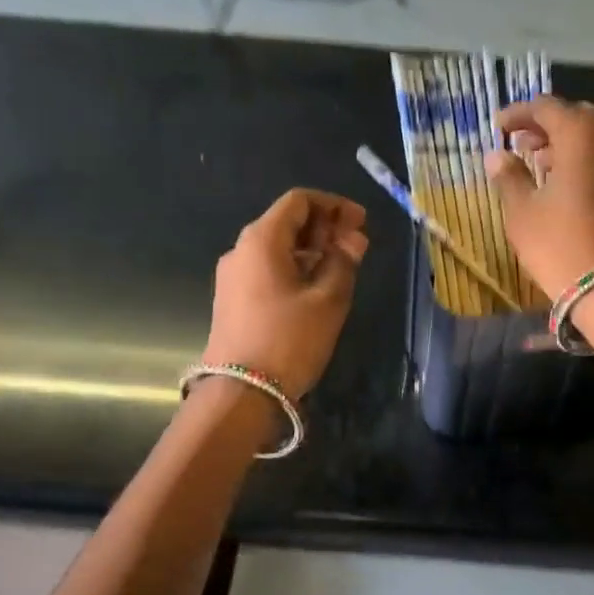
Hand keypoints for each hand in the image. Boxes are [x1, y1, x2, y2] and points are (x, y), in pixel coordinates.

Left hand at [202, 188, 367, 398]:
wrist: (241, 393)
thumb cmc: (289, 340)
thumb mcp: (328, 301)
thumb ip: (343, 262)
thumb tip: (353, 239)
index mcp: (262, 239)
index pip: (299, 201)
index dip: (333, 206)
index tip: (360, 222)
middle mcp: (241, 250)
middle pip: (286, 223)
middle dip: (323, 228)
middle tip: (356, 245)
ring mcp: (232, 277)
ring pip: (276, 249)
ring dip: (310, 251)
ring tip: (341, 269)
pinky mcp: (232, 301)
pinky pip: (267, 271)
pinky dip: (294, 270)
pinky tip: (315, 289)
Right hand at [486, 97, 593, 301]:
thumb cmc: (560, 244)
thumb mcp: (522, 212)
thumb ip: (508, 176)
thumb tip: (496, 155)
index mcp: (580, 133)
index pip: (545, 107)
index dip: (518, 115)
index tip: (498, 128)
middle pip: (574, 116)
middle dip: (545, 126)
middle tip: (520, 145)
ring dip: (566, 143)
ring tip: (540, 164)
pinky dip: (585, 159)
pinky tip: (566, 182)